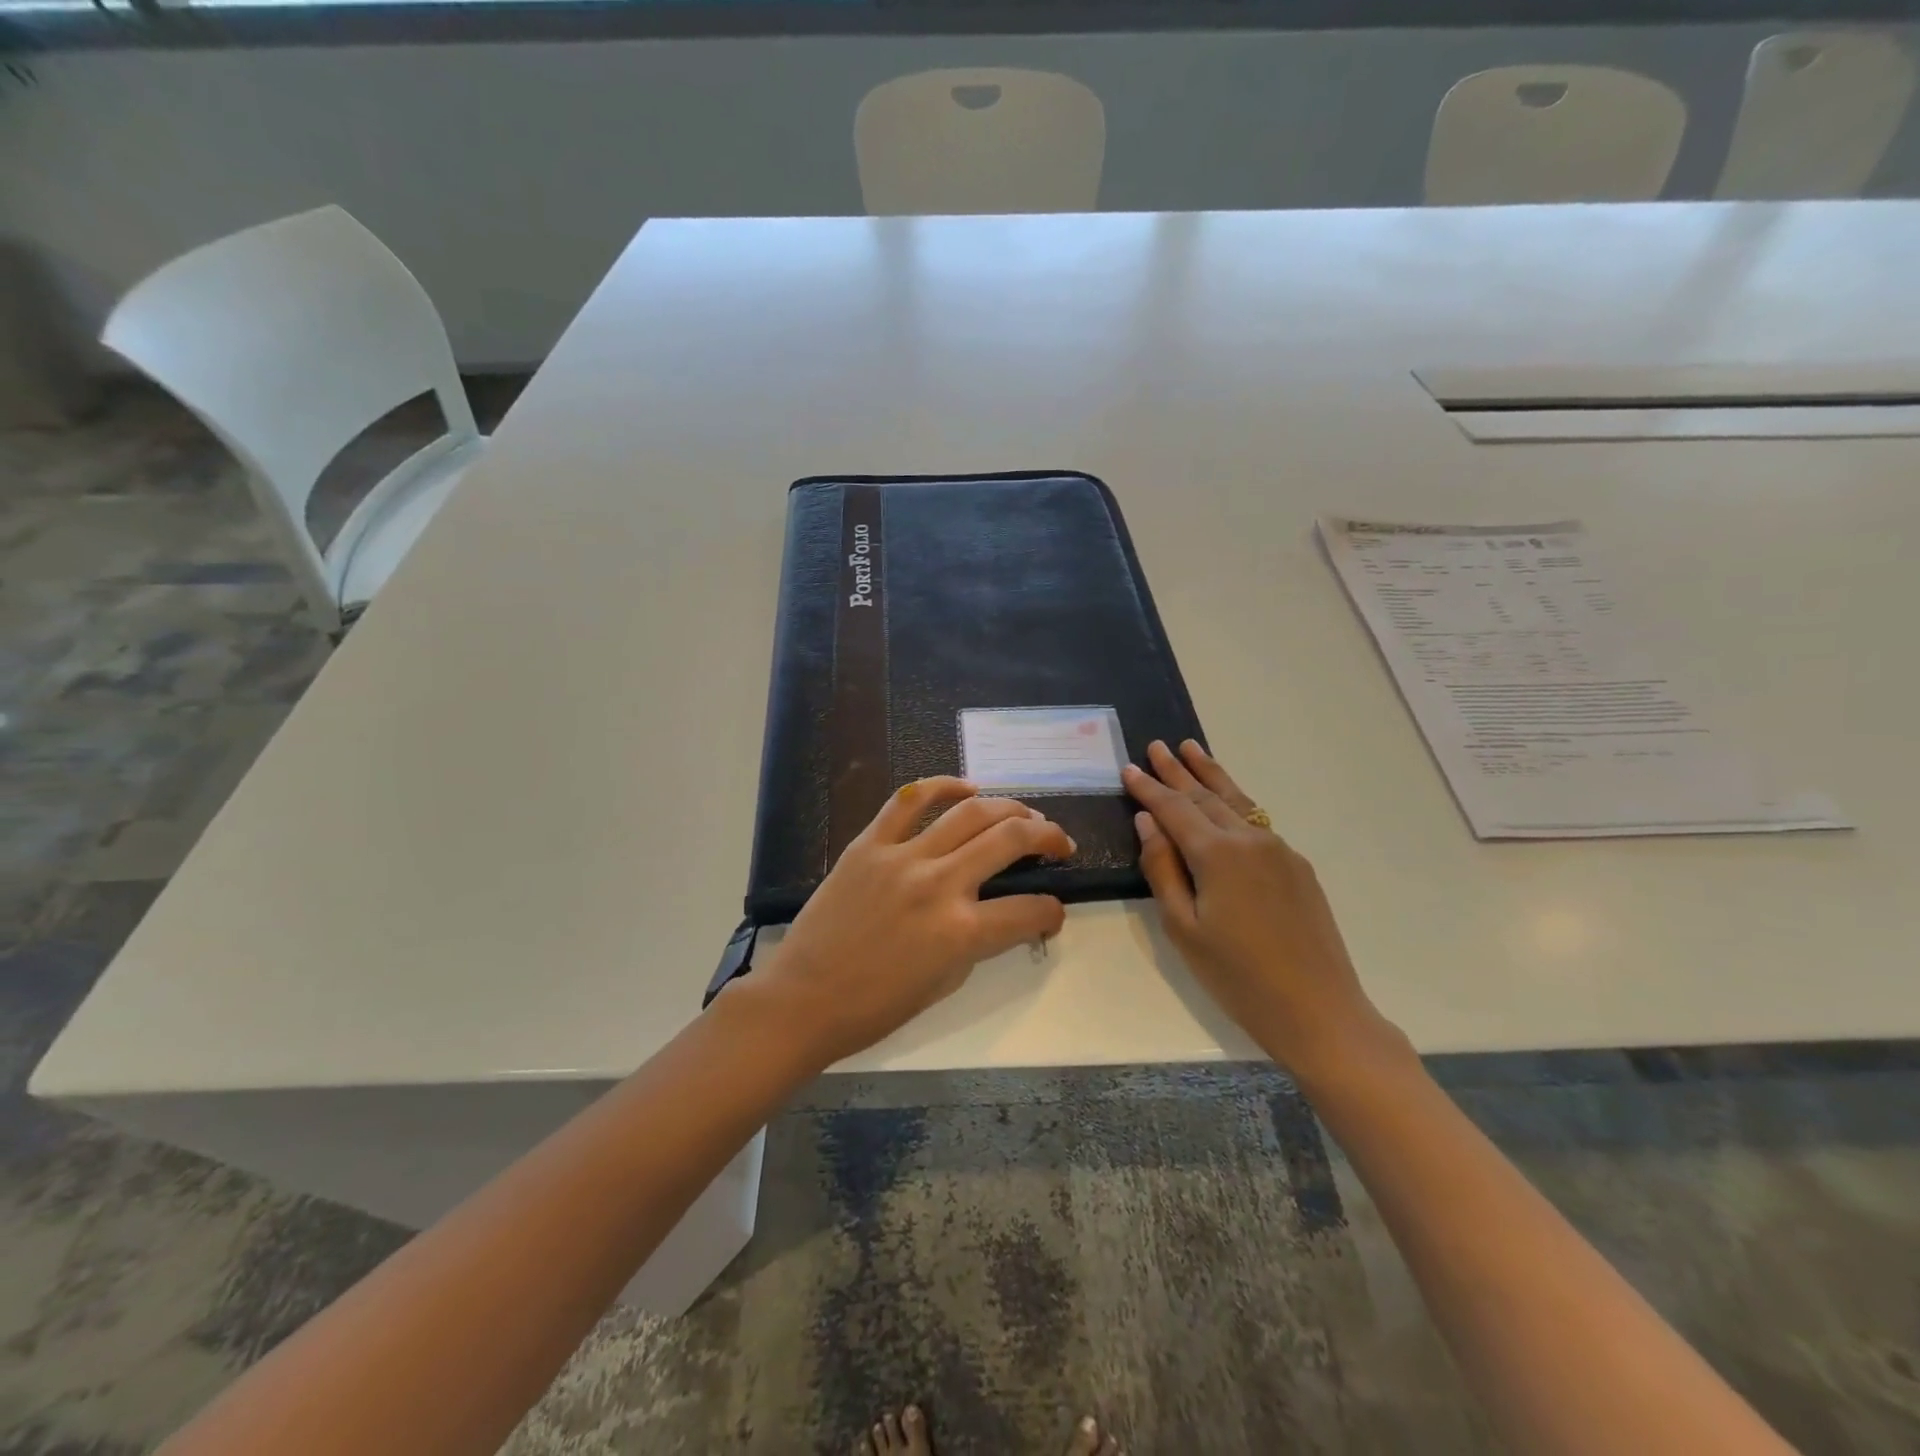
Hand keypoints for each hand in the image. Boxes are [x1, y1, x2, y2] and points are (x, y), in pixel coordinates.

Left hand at [748, 778, 1072, 1066]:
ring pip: (969, 812)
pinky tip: (966, 787)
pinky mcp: (869, 844)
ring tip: (1023, 812)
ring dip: (1008, 807)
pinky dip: (942, 786)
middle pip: (1010, 839)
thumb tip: (1003, 916)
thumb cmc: (876, 1006)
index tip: (1053, 911)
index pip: (1029, 910)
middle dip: (1047, 835)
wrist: (804, 999)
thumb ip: (979, 942)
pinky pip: (909, 800)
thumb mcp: (945, 982)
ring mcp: (903, 858)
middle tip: (1058, 841)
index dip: (1052, 910)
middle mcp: (940, 885)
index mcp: (961, 933)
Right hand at [1125, 740, 1402, 1081]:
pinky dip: (1235, 802)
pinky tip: (1226, 801)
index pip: (1173, 809)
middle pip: (1205, 796)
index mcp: (1217, 855)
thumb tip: (1148, 821)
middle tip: (1158, 745)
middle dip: (1178, 771)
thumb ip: (1162, 868)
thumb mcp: (1183, 928)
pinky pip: (1257, 822)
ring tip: (1192, 749)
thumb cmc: (1237, 976)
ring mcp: (1280, 850)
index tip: (1129, 768)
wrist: (1319, 1010)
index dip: (1148, 788)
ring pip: (1237, 802)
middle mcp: (1250, 840)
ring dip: (1211, 775)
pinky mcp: (1298, 866)